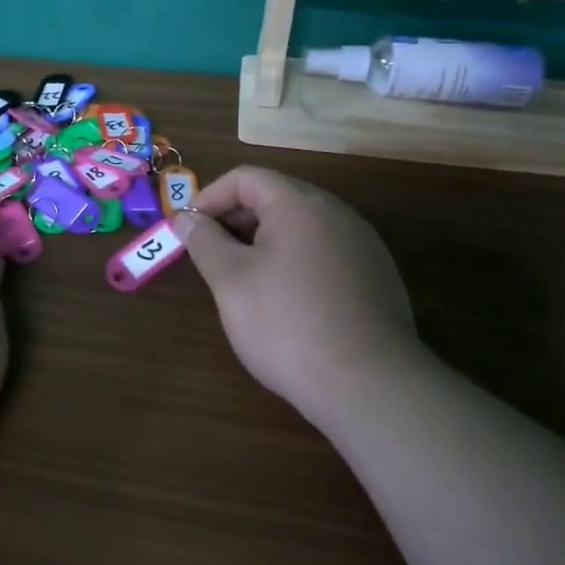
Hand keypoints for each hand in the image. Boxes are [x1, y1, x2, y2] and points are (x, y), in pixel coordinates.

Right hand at [177, 166, 422, 434]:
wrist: (370, 386)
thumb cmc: (287, 325)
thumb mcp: (231, 281)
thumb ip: (204, 242)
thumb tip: (187, 219)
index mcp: (300, 205)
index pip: (247, 177)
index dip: (210, 196)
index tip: (188, 228)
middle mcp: (337, 214)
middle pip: (277, 197)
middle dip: (235, 218)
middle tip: (210, 253)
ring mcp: (363, 245)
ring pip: (302, 226)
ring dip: (264, 240)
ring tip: (242, 277)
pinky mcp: (377, 277)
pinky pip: (325, 252)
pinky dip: (295, 260)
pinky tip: (285, 300)